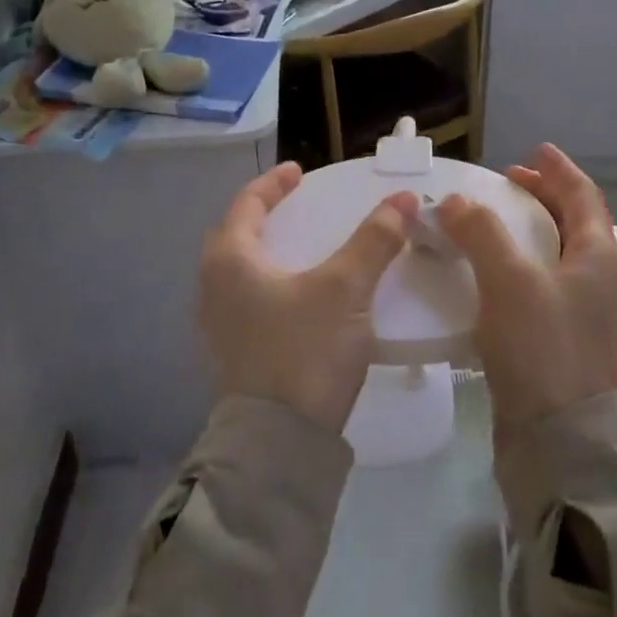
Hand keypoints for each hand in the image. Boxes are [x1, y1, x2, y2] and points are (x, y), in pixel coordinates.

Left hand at [198, 163, 417, 433]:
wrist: (278, 444)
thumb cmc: (304, 351)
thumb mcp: (345, 289)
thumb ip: (374, 241)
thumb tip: (402, 199)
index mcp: (230, 260)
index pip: (247, 204)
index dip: (274, 184)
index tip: (298, 172)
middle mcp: (214, 287)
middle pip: (237, 237)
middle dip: (266, 218)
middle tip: (298, 208)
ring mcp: (220, 325)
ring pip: (242, 272)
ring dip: (270, 254)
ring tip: (304, 250)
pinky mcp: (234, 354)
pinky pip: (250, 301)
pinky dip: (273, 285)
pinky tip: (302, 298)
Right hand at [437, 144, 616, 428]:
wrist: (556, 434)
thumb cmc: (541, 345)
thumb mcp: (510, 280)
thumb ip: (481, 232)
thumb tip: (454, 202)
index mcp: (598, 256)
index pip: (583, 196)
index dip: (558, 170)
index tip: (534, 150)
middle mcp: (597, 278)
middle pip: (572, 221)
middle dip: (541, 197)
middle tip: (506, 183)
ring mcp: (581, 309)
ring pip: (555, 252)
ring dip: (527, 229)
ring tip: (492, 221)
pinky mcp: (560, 334)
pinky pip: (540, 280)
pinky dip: (518, 261)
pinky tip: (489, 270)